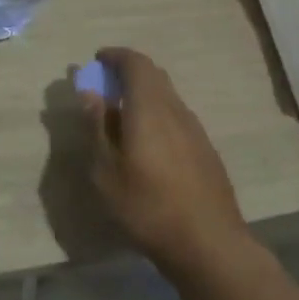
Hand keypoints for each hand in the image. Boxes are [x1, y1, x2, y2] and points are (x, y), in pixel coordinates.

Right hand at [79, 48, 250, 273]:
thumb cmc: (147, 207)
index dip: (116, 56)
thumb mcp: (106, 172)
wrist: (208, 243)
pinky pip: (176, 117)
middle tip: (105, 85)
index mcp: (150, 109)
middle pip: (154, 76)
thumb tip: (90, 94)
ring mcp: (195, 130)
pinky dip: (157, 114)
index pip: (136, 64)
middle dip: (128, 73)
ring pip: (167, 97)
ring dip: (144, 95)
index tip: (97, 60)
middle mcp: (176, 110)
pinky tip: (146, 143)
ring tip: (121, 116)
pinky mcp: (205, 150)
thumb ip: (97, 128)